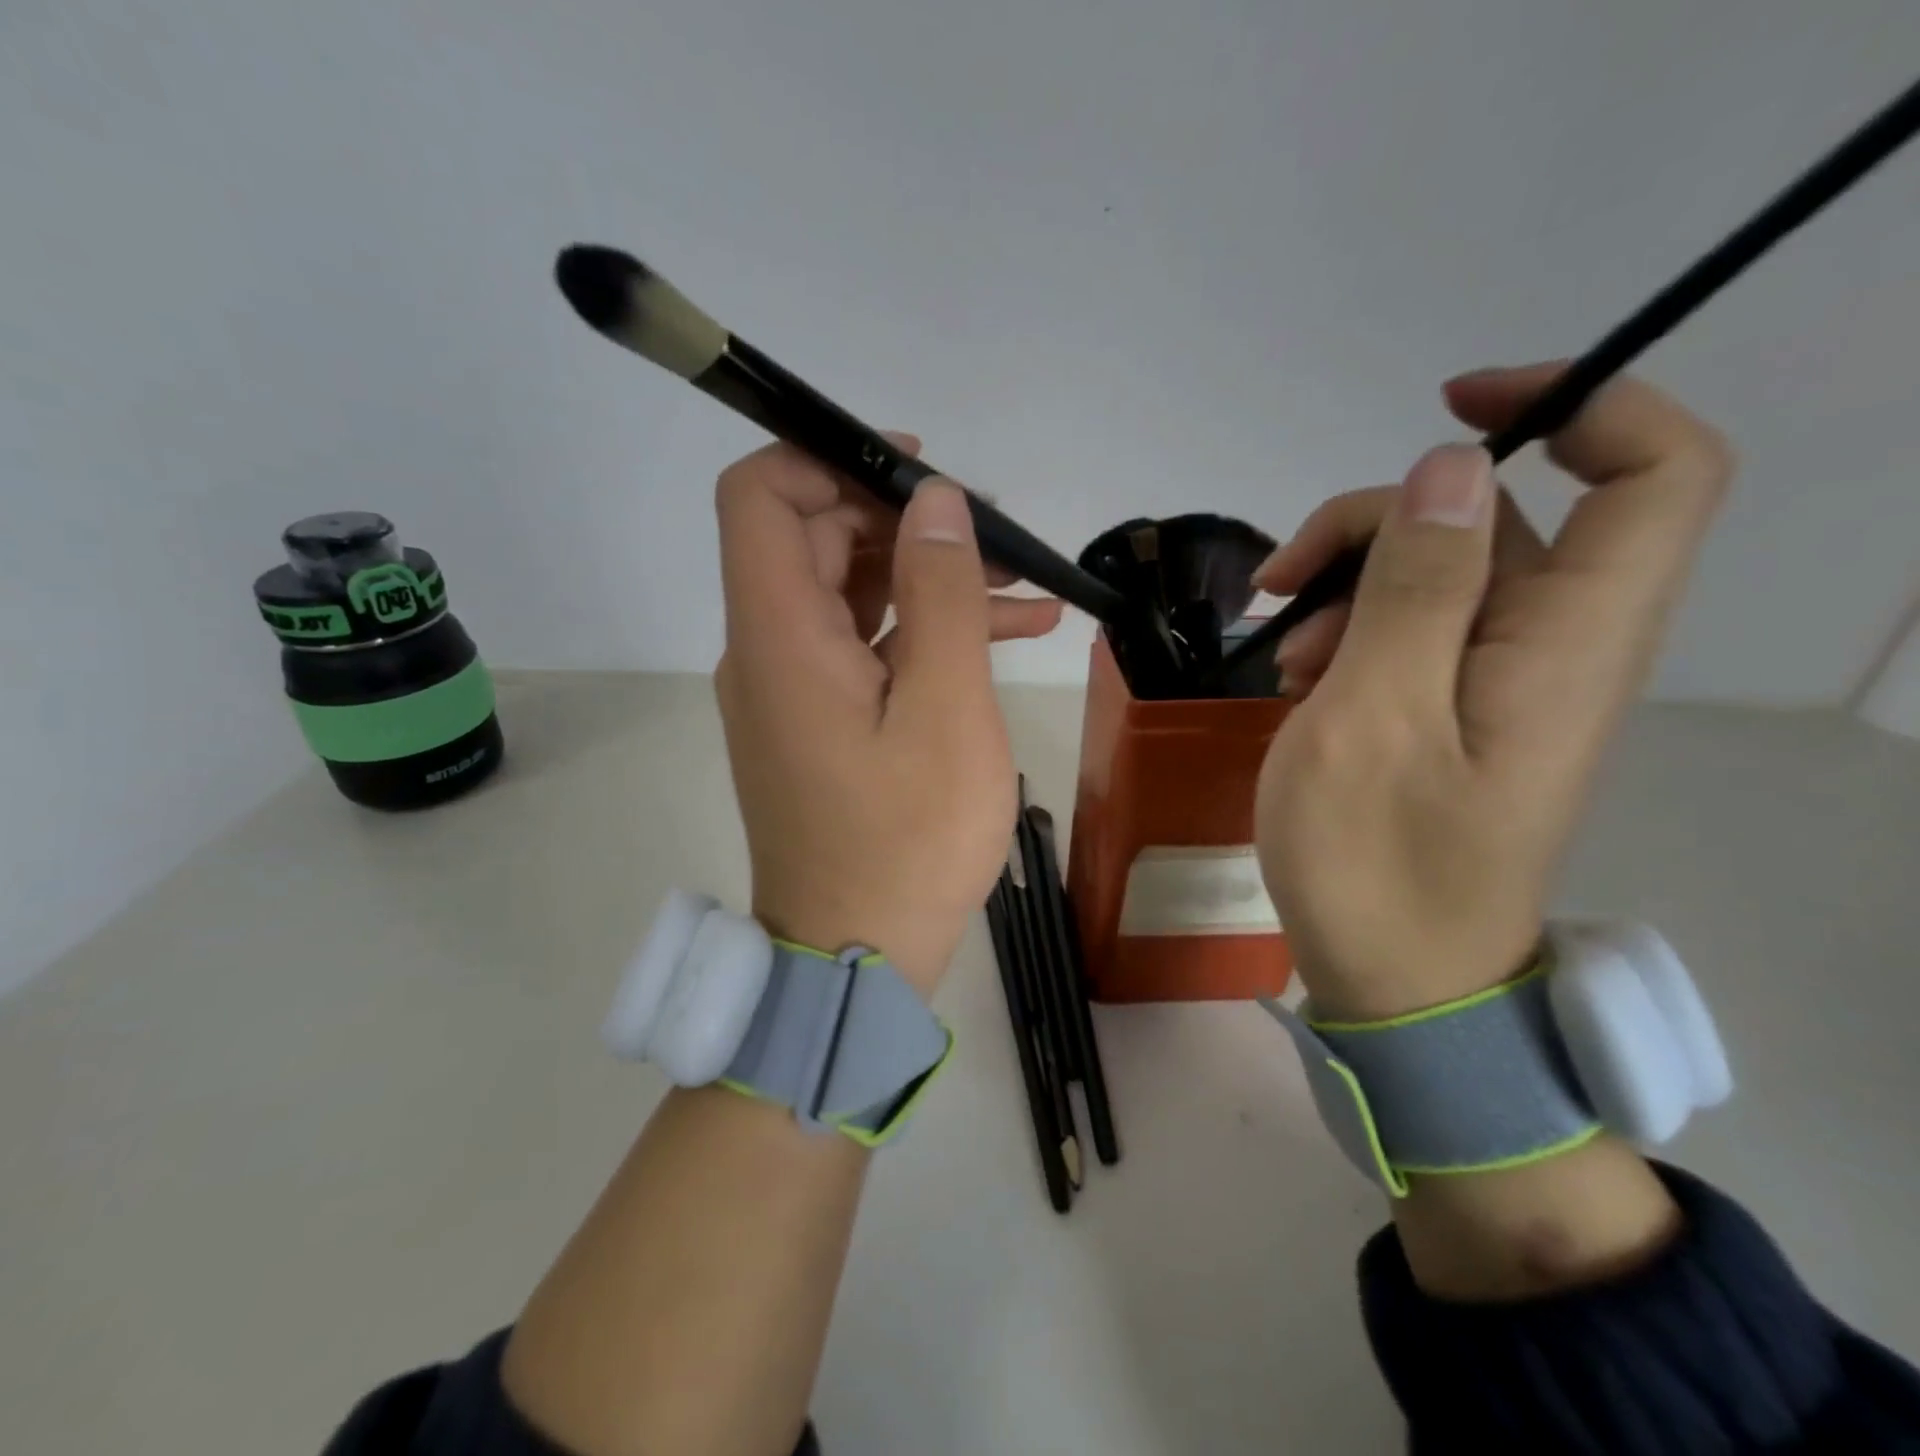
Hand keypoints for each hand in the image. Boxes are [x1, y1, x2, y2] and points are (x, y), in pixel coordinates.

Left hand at [713, 437, 1062, 995]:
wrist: (857, 958)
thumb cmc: (906, 843)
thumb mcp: (946, 713)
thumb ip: (941, 596)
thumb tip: (936, 502)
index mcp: (780, 637)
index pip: (761, 497)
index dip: (826, 458)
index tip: (913, 472)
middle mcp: (769, 651)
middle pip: (816, 539)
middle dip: (907, 524)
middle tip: (996, 536)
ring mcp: (793, 690)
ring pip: (852, 594)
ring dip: (930, 578)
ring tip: (1024, 587)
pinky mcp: (821, 722)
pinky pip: (866, 649)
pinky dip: (924, 632)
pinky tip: (1010, 635)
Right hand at [1252, 363, 1733, 1020]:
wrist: (1394, 979)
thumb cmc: (1376, 859)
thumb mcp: (1374, 716)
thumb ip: (1418, 588)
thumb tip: (1451, 469)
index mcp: (1566, 641)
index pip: (1651, 472)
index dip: (1577, 403)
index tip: (1450, 409)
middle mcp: (1552, 647)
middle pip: (1497, 520)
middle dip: (1378, 525)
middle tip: (1282, 583)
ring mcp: (1500, 682)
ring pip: (1439, 575)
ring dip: (1348, 588)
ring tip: (1280, 655)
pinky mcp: (1456, 711)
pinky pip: (1415, 632)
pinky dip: (1349, 634)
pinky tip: (1297, 680)